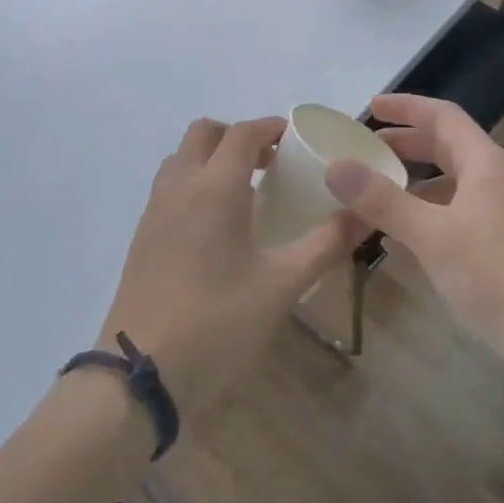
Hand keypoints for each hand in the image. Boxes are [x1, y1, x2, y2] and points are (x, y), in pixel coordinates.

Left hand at [100, 117, 370, 422]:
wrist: (139, 376)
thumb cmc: (217, 323)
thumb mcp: (281, 286)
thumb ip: (325, 244)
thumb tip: (364, 215)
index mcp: (215, 189)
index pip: (242, 133)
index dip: (270, 127)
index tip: (296, 138)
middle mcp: (180, 187)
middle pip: (204, 132)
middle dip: (238, 135)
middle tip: (270, 162)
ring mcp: (154, 211)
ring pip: (182, 157)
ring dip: (212, 156)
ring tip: (245, 189)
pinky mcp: (141, 237)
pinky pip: (169, 186)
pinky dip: (194, 182)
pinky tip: (216, 224)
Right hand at [324, 94, 503, 396]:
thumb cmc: (496, 274)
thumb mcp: (432, 235)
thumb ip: (383, 201)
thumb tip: (336, 167)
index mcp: (483, 163)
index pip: (442, 116)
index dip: (406, 107)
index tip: (369, 107)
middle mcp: (492, 180)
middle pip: (445, 146)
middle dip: (405, 142)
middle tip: (365, 147)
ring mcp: (496, 214)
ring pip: (447, 183)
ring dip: (412, 182)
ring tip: (373, 192)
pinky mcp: (495, 246)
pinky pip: (451, 216)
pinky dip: (422, 216)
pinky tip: (396, 240)